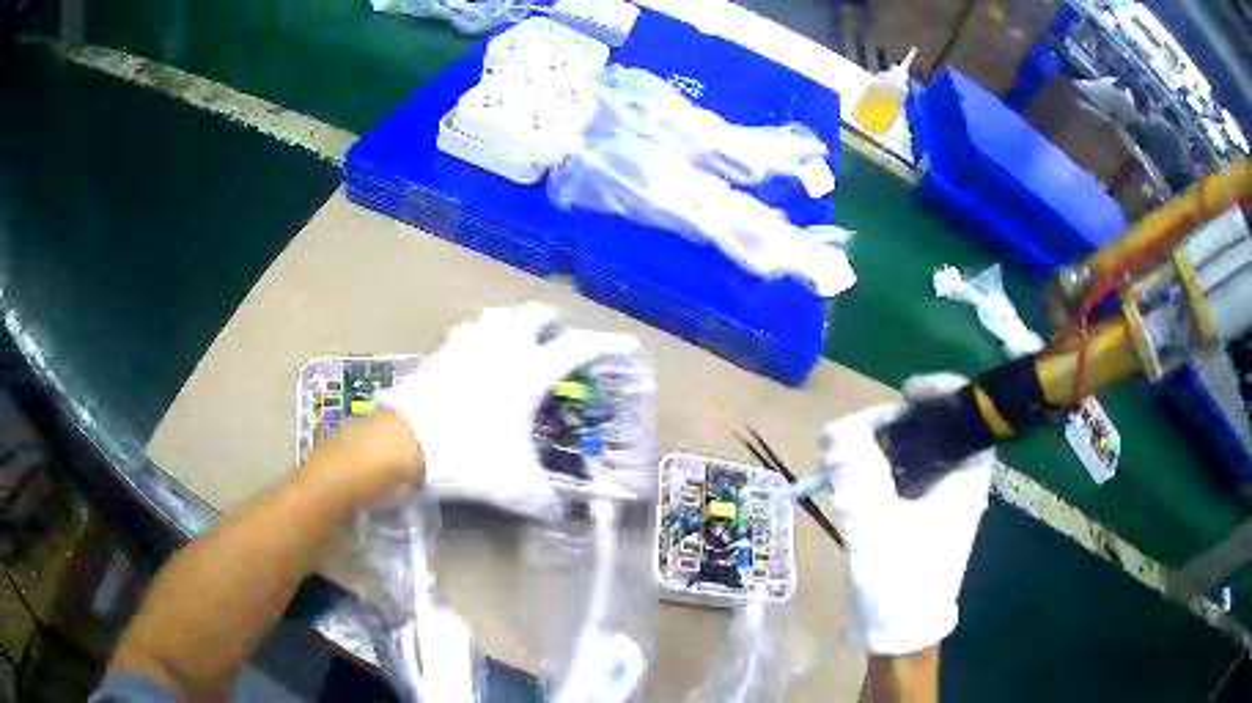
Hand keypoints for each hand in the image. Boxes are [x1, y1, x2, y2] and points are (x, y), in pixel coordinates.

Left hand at [379, 302, 641, 519]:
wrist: (404, 443)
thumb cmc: (468, 456)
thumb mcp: (515, 487)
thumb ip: (545, 501)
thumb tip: (561, 515)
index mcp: (530, 371)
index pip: (578, 348)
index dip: (606, 344)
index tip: (625, 344)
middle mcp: (503, 348)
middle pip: (536, 314)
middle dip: (554, 323)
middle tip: (560, 342)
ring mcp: (468, 345)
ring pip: (499, 315)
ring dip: (515, 323)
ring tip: (520, 344)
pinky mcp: (441, 353)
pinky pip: (468, 331)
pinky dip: (481, 337)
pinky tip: (477, 357)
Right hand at [821, 373, 993, 654]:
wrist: (897, 634)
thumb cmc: (900, 581)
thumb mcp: (877, 527)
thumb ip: (858, 475)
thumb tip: (835, 429)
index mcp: (966, 477)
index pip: (970, 414)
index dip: (944, 391)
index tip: (906, 393)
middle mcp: (958, 481)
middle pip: (939, 427)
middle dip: (902, 419)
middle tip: (863, 431)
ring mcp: (939, 498)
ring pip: (918, 450)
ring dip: (885, 444)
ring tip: (852, 453)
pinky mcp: (918, 513)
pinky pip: (902, 474)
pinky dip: (879, 467)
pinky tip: (854, 478)